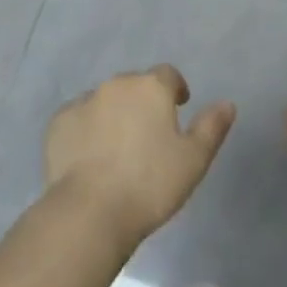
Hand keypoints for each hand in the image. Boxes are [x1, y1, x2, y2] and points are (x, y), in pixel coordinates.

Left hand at [43, 65, 235, 250]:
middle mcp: (116, 85)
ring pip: (105, 100)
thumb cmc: (150, 184)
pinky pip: (79, 118)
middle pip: (134, 86)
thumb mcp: (194, 160)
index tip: (178, 107)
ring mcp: (84, 101)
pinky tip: (90, 157)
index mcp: (150, 88)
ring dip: (114, 114)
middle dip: (143, 103)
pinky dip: (87, 130)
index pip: (168, 75)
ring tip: (118, 149)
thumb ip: (211, 127)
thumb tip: (227, 103)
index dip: (175, 89)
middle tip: (149, 135)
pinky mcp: (59, 122)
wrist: (91, 211)